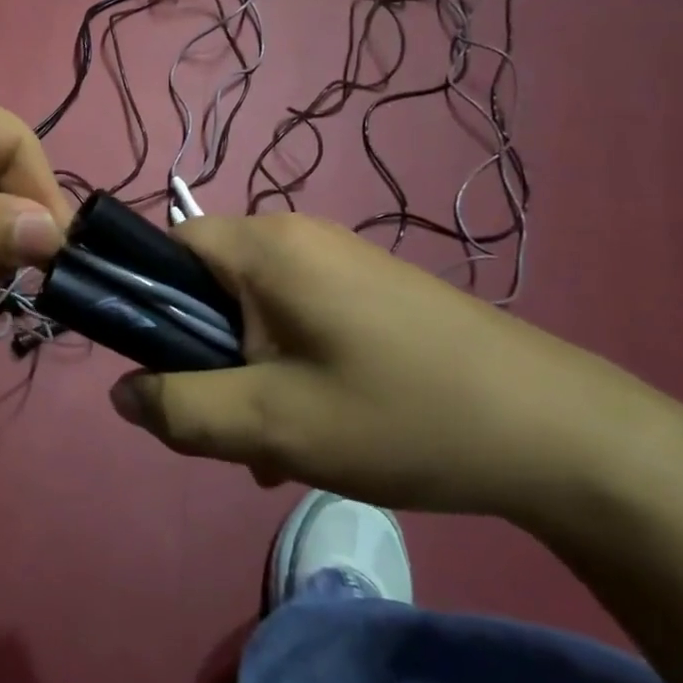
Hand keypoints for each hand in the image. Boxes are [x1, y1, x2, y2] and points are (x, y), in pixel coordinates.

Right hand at [107, 212, 680, 522]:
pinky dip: (286, 365)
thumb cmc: (400, 417)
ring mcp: (339, 260)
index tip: (160, 368)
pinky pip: (296, 317)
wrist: (560, 434)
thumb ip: (181, 408)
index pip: (167, 245)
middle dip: (201, 353)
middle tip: (225, 421)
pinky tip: (316, 428)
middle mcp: (298, 238)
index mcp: (266, 247)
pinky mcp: (369, 289)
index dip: (146, 301)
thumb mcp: (273, 425)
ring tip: (274, 444)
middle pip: (209, 282)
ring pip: (253, 309)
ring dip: (245, 370)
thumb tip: (121, 392)